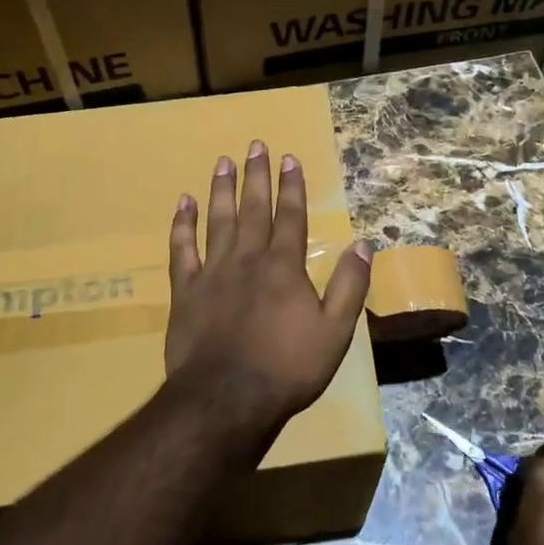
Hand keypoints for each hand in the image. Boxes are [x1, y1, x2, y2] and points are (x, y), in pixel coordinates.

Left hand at [163, 142, 372, 449]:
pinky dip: (182, 225)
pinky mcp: (185, 290)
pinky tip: (182, 203)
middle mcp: (248, 259)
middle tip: (255, 146)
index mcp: (284, 267)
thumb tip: (362, 244)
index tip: (289, 158)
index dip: (291, 186)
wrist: (227, 398)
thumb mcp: (335, 332)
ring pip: (217, 220)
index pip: (290, 216)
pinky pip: (181, 249)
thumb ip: (349, 286)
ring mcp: (212, 272)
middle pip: (253, 209)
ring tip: (222, 162)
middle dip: (256, 176)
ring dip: (221, 190)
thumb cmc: (287, 368)